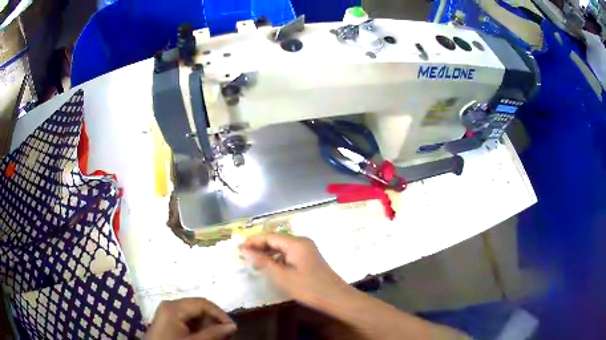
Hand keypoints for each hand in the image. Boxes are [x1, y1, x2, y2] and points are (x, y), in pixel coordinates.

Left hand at [146, 298, 236, 339]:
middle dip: (213, 320)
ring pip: (193, 313)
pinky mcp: (167, 319)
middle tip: (226, 335)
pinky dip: (198, 327)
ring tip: (216, 337)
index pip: (203, 303)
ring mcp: (167, 311)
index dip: (220, 314)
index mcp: (174, 307)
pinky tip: (204, 336)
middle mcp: (170, 304)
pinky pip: (186, 318)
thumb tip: (233, 326)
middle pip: (198, 307)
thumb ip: (213, 333)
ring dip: (207, 324)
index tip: (233, 328)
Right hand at [240, 234, 351, 306]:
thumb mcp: (283, 277)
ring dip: (268, 253)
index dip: (253, 241)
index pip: (269, 236)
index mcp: (296, 243)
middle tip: (243, 255)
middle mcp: (302, 242)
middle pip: (276, 240)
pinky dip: (278, 259)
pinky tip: (270, 267)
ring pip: (282, 248)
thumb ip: (263, 262)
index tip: (239, 248)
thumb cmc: (309, 288)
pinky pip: (289, 254)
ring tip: (254, 262)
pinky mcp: (309, 259)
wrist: (336, 298)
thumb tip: (246, 250)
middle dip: (259, 247)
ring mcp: (307, 250)